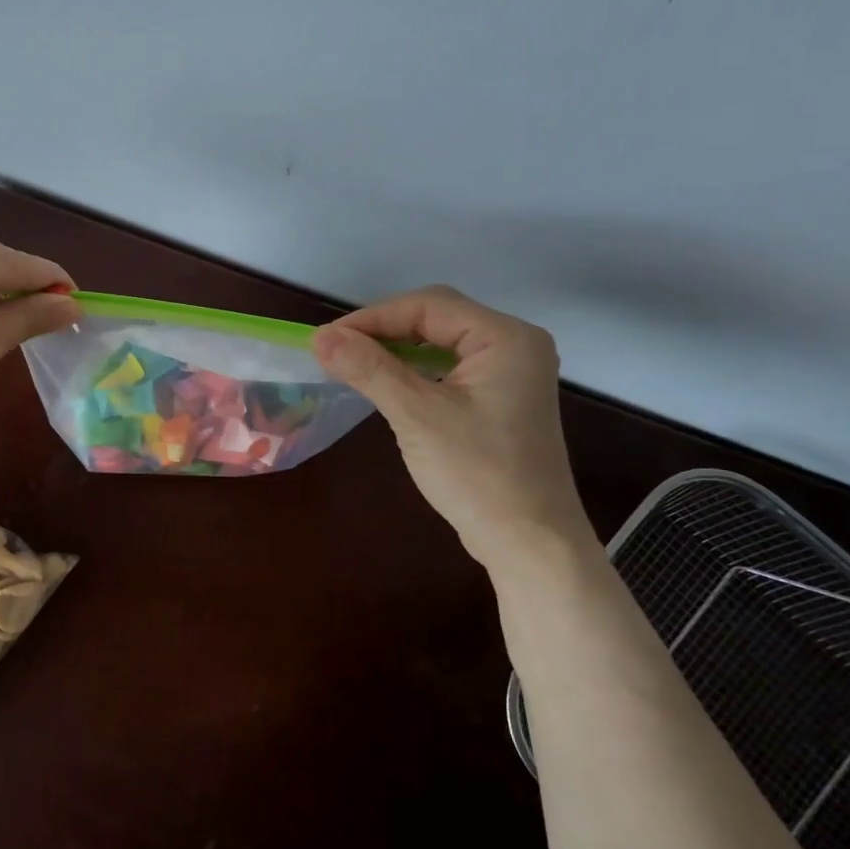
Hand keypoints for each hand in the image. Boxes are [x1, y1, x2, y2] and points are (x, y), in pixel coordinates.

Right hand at [312, 286, 595, 568]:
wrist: (529, 542)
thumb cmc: (477, 474)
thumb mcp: (417, 416)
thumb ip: (369, 369)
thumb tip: (320, 338)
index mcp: (505, 338)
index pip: (429, 305)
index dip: (373, 317)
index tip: (327, 340)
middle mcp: (514, 344)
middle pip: (436, 317)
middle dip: (384, 330)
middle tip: (337, 351)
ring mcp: (510, 373)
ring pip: (440, 342)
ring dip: (396, 350)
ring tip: (353, 364)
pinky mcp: (500, 398)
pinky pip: (449, 367)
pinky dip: (414, 370)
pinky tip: (387, 385)